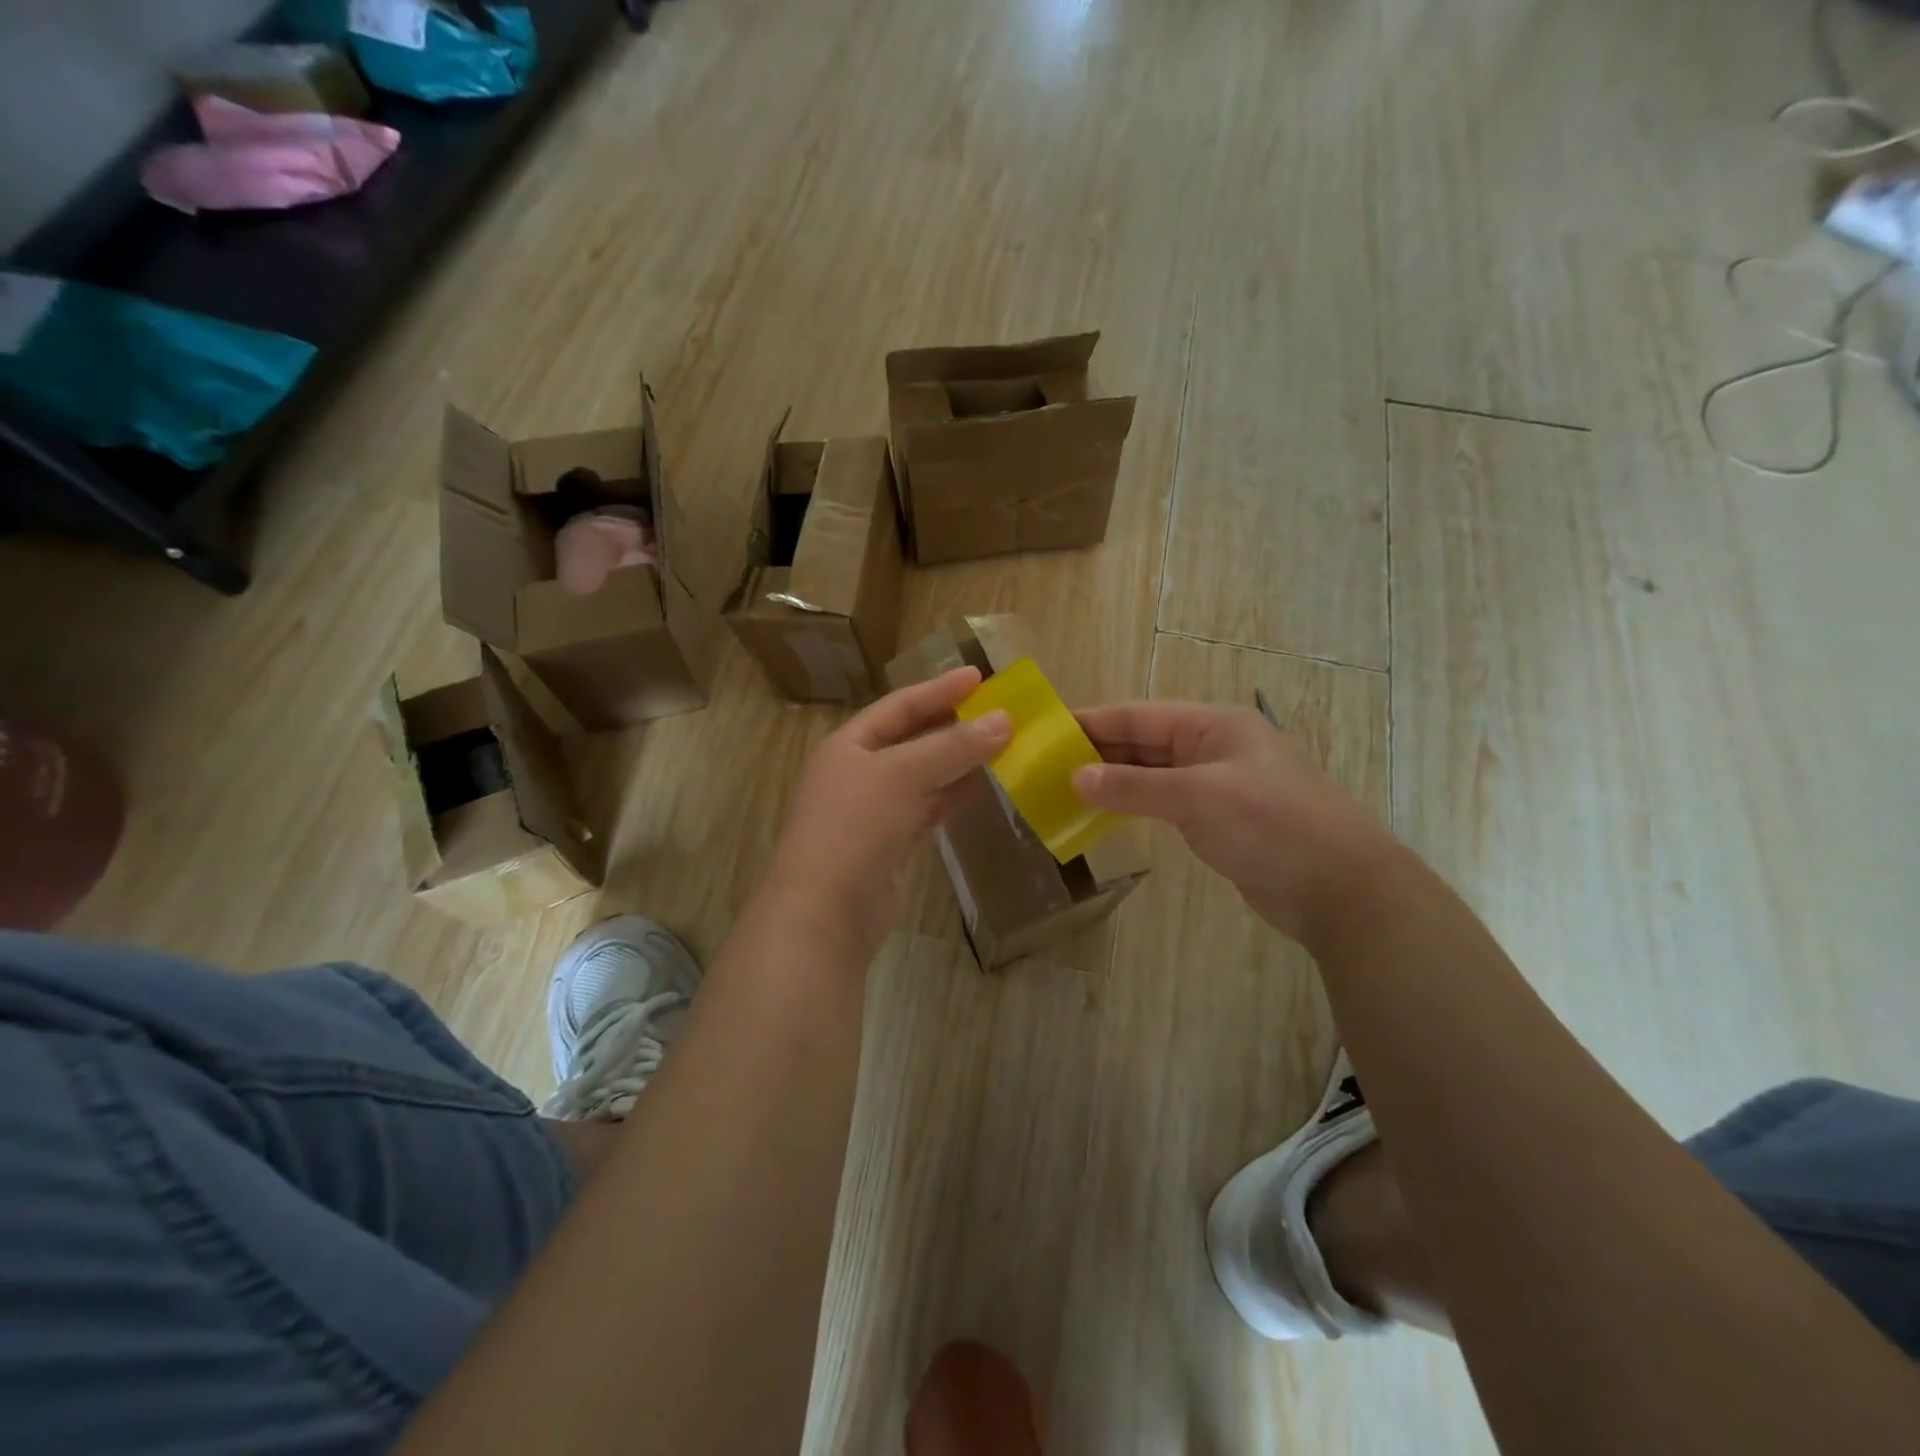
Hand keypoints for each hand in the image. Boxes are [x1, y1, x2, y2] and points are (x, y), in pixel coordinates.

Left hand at [763, 668, 1010, 956]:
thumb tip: (1005, 721)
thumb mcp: (904, 774)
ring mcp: (871, 811)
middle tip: (996, 714)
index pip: (899, 706)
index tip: (979, 677)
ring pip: (920, 776)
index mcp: (848, 744)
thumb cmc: (856, 826)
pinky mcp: (887, 844)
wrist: (825, 912)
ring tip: (998, 748)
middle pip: (910, 739)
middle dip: (952, 726)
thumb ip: (954, 747)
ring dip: (956, 762)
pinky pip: (924, 809)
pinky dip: (949, 797)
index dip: (938, 690)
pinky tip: (977, 789)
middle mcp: (857, 772)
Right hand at [1072, 702, 1389, 941]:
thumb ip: (1134, 786)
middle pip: (1143, 742)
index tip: (1046, 732)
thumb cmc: (1270, 825)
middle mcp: (1213, 747)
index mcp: (1212, 725)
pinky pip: (1165, 803)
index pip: (1138, 716)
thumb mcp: (1197, 798)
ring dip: (1113, 780)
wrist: (1340, 888)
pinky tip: (1104, 814)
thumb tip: (1075, 776)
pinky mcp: (1219, 819)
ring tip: (1063, 789)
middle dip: (1097, 752)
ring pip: (1152, 774)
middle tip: (1045, 766)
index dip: (1092, 722)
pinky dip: (1134, 805)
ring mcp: (1217, 784)